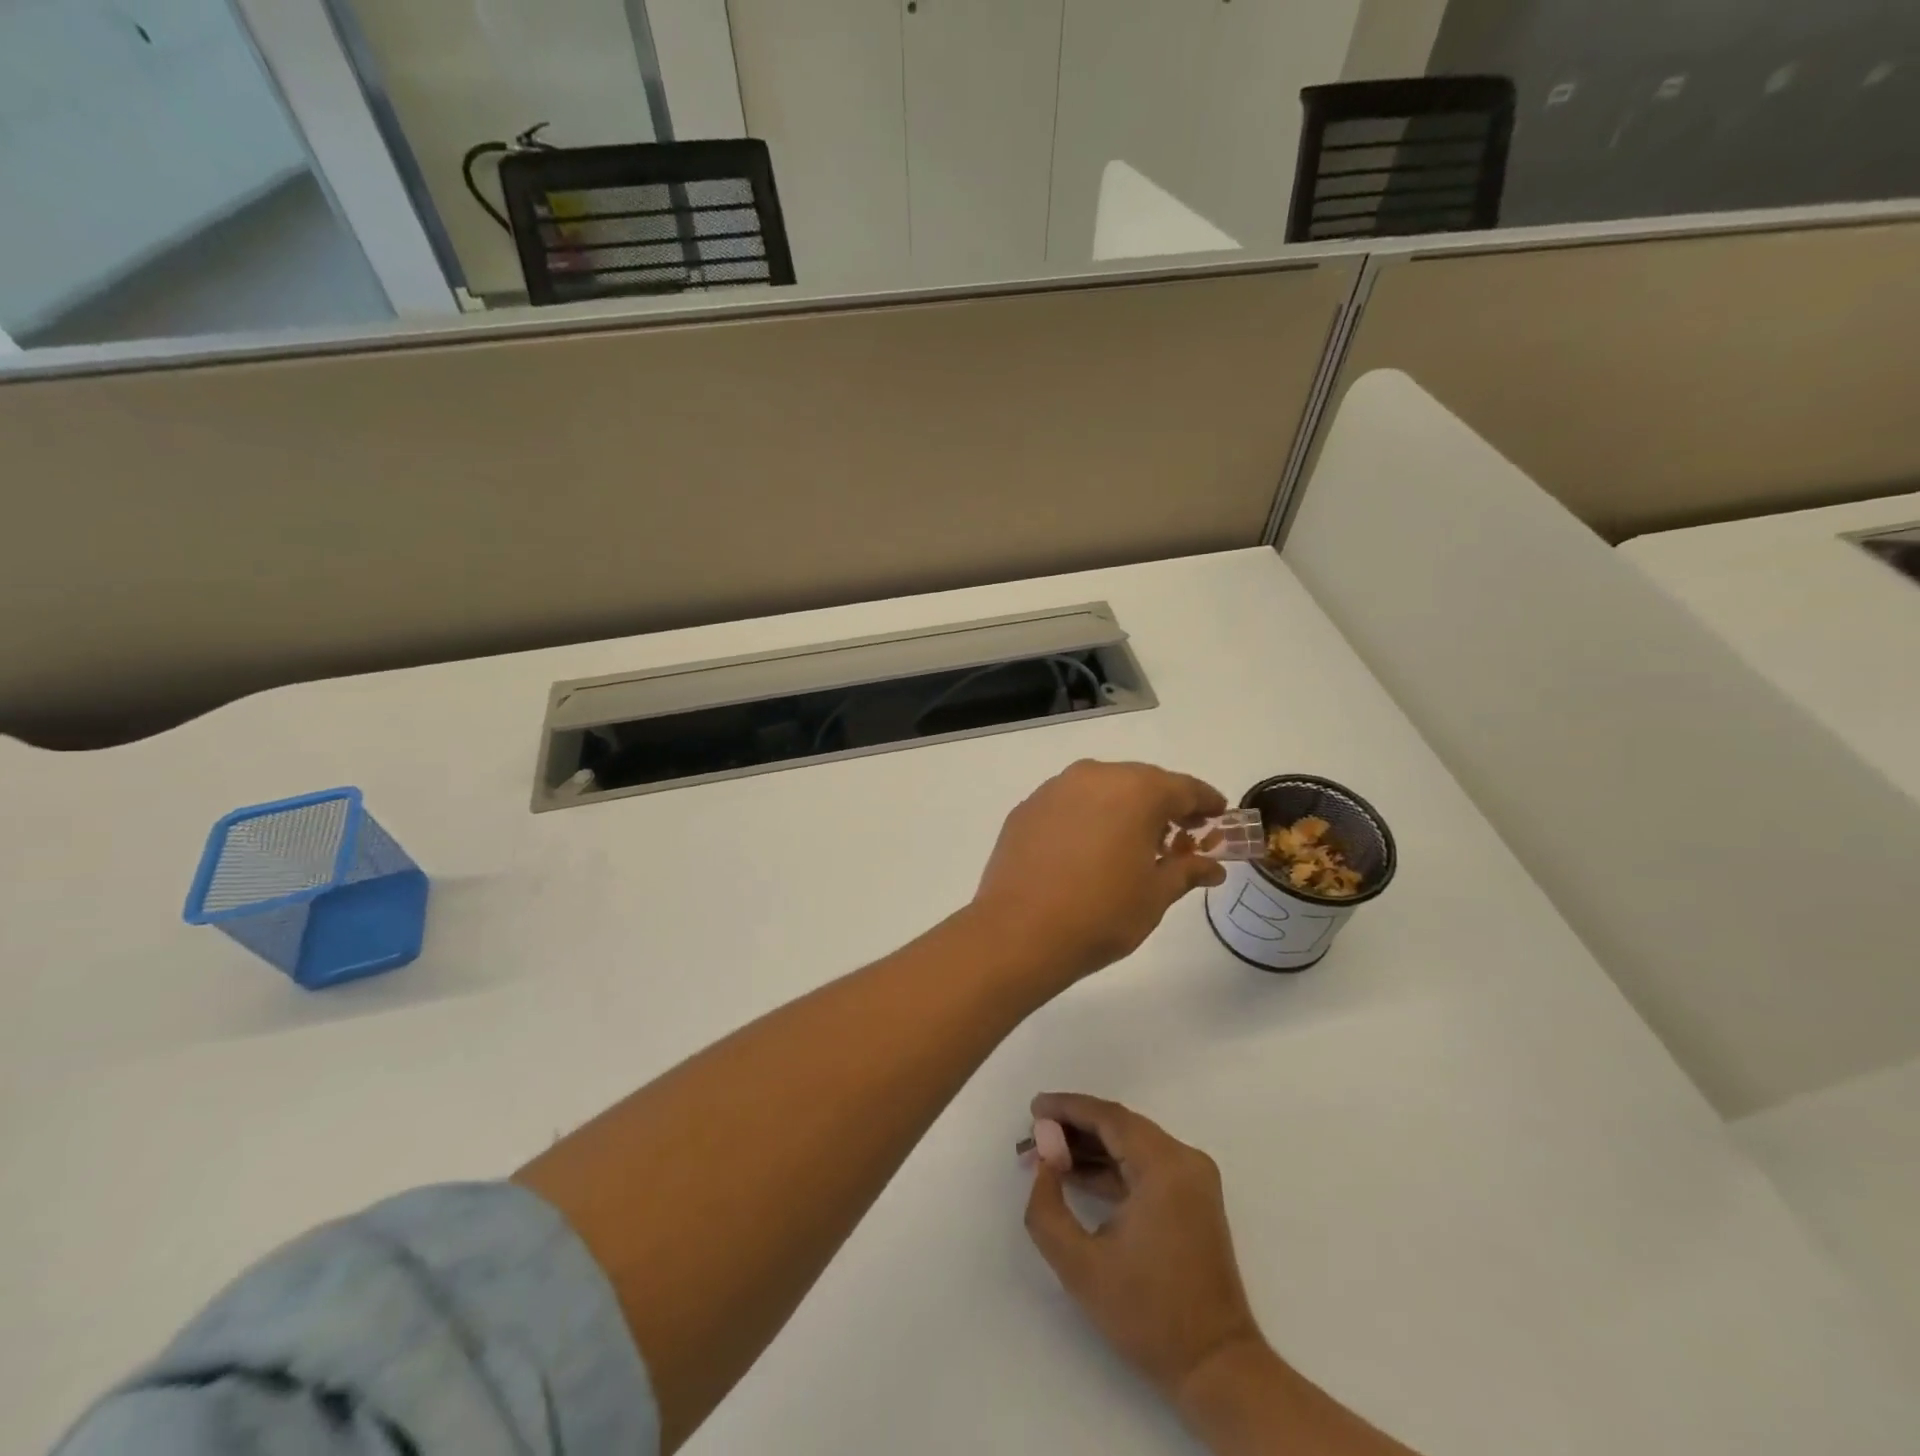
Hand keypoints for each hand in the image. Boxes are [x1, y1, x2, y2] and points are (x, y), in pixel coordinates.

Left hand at [969, 760, 1226, 982]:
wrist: (1019, 932)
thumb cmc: (1101, 913)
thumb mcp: (1156, 895)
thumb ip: (1187, 871)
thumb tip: (1212, 867)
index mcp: (1135, 790)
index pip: (1184, 787)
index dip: (1206, 802)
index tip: (1219, 816)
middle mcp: (1094, 776)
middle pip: (1141, 782)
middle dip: (1164, 806)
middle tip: (1179, 837)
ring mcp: (1055, 789)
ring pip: (1102, 789)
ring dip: (1123, 809)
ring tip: (1132, 844)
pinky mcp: (1027, 808)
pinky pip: (1070, 803)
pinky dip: (1088, 817)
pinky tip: (1088, 849)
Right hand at [1023, 1093, 1265, 1404]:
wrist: (1216, 1367)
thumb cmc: (1147, 1314)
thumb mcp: (1080, 1265)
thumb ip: (1046, 1208)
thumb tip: (1043, 1163)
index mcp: (1164, 1166)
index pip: (1109, 1117)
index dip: (1067, 1108)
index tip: (1033, 1108)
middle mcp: (1184, 1160)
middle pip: (1121, 1126)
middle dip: (1075, 1127)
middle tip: (1035, 1133)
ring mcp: (1193, 1179)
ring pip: (1133, 1145)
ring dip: (1092, 1148)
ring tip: (1049, 1155)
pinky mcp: (1193, 1199)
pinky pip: (1146, 1166)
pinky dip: (1113, 1168)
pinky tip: (1078, 1176)